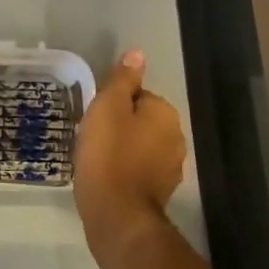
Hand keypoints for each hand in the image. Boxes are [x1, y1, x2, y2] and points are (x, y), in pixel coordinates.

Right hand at [73, 49, 186, 268]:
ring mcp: (170, 169)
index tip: (96, 116)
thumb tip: (138, 53)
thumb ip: (123, 79)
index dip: (114, 103)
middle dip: (120, 126)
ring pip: (141, 145)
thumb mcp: (108, 106)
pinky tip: (105, 176)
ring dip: (123, 148)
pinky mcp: (160, 193)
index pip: (138, 95)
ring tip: (96, 156)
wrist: (116, 215)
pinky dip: (125, 169)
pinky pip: (139, 169)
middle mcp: (175, 138)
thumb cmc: (108, 153)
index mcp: (165, 114)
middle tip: (93, 135)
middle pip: (141, 120)